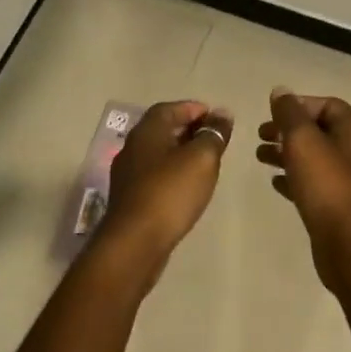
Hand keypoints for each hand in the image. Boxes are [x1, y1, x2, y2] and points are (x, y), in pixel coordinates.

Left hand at [97, 101, 233, 273]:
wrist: (135, 243)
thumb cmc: (170, 193)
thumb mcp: (201, 159)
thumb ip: (213, 134)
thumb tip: (222, 113)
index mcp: (147, 131)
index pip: (171, 108)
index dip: (194, 109)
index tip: (217, 119)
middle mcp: (133, 147)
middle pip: (163, 129)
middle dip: (189, 130)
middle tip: (215, 139)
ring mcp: (128, 174)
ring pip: (158, 154)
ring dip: (181, 153)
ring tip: (206, 163)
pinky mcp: (130, 198)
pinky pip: (154, 175)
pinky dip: (172, 173)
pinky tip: (187, 187)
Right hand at [257, 89, 350, 287]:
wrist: (349, 246)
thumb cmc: (327, 185)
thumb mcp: (302, 141)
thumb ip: (289, 113)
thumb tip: (281, 92)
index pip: (327, 105)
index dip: (297, 106)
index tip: (271, 116)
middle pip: (321, 130)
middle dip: (289, 130)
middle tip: (260, 136)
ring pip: (318, 157)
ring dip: (289, 153)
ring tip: (261, 157)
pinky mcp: (345, 205)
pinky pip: (319, 182)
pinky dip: (297, 177)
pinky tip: (276, 183)